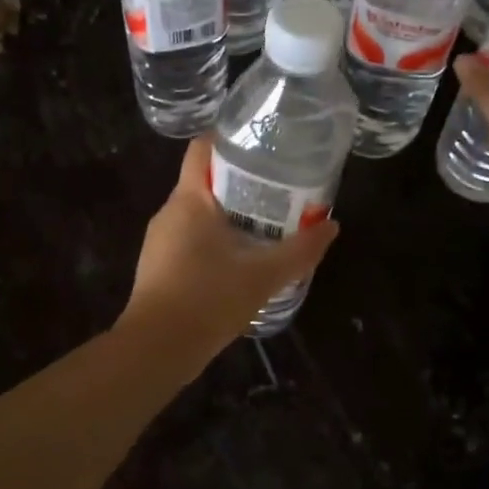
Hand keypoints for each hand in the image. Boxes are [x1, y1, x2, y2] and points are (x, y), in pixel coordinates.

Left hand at [117, 138, 338, 369]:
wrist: (157, 348)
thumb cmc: (209, 299)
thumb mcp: (264, 275)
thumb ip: (300, 250)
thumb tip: (332, 225)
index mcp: (189, 199)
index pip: (202, 149)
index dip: (229, 140)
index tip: (260, 145)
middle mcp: (169, 211)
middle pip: (204, 181)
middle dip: (239, 183)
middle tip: (277, 190)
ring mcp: (159, 240)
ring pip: (197, 214)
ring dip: (227, 215)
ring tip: (264, 225)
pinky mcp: (157, 266)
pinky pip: (188, 239)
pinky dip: (213, 240)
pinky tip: (237, 261)